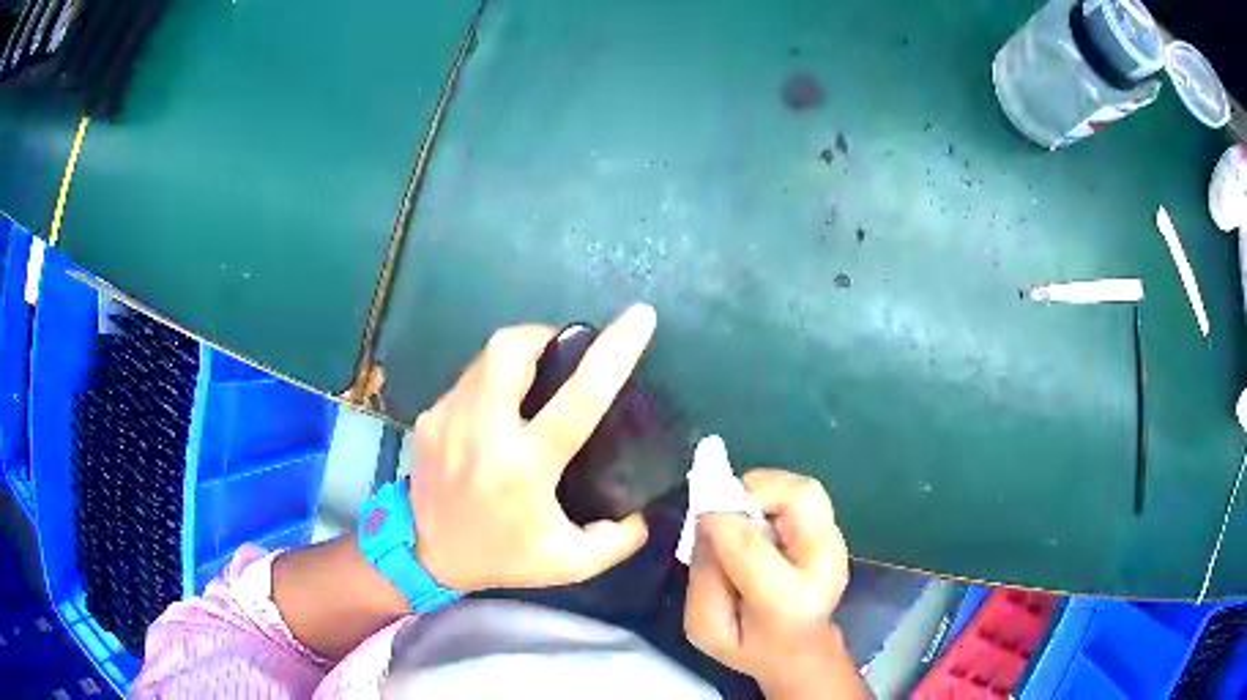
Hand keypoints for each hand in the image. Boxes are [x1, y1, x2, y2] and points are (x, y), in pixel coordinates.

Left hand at [410, 304, 655, 591]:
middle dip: (544, 334)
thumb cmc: (502, 557)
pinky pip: (469, 378)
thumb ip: (619, 540)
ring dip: (518, 353)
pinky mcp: (431, 417)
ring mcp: (449, 420)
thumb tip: (645, 510)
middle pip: (511, 350)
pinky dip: (492, 380)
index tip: (639, 318)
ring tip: (535, 376)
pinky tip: (499, 409)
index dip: (614, 352)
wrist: (425, 555)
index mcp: (525, 469)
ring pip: (486, 356)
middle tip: (564, 352)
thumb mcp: (570, 562)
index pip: (579, 399)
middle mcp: (483, 433)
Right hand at [684, 470, 861, 698]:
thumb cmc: (750, 646)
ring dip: (765, 490)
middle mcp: (824, 565)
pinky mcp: (834, 534)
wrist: (802, 651)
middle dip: (755, 490)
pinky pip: (804, 496)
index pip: (752, 548)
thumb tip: (707, 521)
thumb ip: (703, 578)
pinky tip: (759, 523)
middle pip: (801, 497)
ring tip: (742, 515)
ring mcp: (836, 546)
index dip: (720, 522)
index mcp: (789, 602)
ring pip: (805, 489)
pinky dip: (774, 497)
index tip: (699, 516)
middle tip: (726, 507)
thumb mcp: (708, 628)